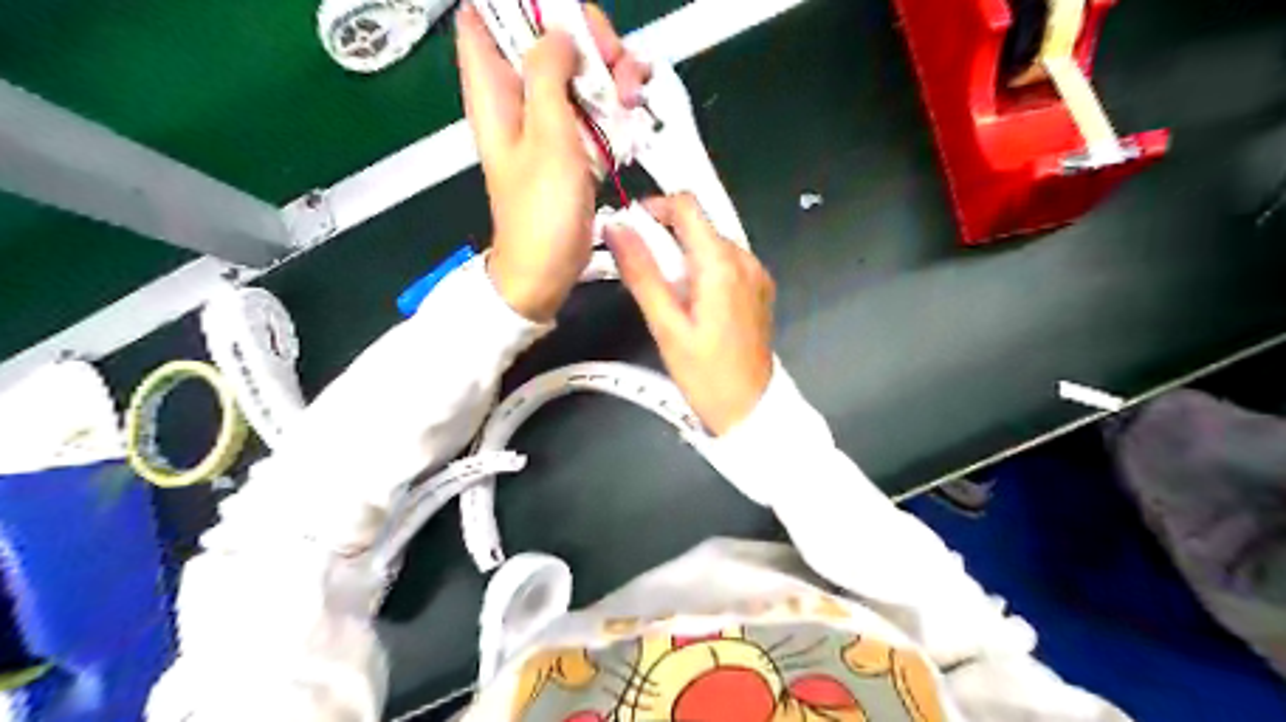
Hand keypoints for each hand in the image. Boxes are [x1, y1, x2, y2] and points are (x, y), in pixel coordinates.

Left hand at [453, 1, 653, 319]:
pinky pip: (592, 103)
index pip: (485, 16)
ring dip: (609, 72)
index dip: (522, 6)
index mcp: (492, 89)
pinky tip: (633, 113)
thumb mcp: (546, 137)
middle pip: (545, 34)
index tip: (563, 19)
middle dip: (585, 38)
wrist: (547, 268)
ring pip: (576, 68)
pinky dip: (614, 102)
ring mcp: (546, 118)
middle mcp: (516, 96)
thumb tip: (557, 33)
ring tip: (632, 95)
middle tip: (613, 62)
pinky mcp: (569, 140)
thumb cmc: (541, 212)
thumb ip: (547, 74)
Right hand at [605, 190, 772, 432]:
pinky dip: (702, 271)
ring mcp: (756, 274)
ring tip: (667, 298)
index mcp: (722, 263)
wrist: (750, 409)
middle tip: (643, 277)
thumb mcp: (666, 326)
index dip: (654, 208)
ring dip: (683, 258)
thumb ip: (642, 273)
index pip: (687, 205)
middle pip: (699, 225)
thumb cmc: (705, 374)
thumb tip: (616, 228)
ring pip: (711, 245)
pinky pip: (725, 264)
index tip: (630, 232)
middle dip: (665, 240)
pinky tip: (692, 305)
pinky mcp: (759, 289)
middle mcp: (745, 259)